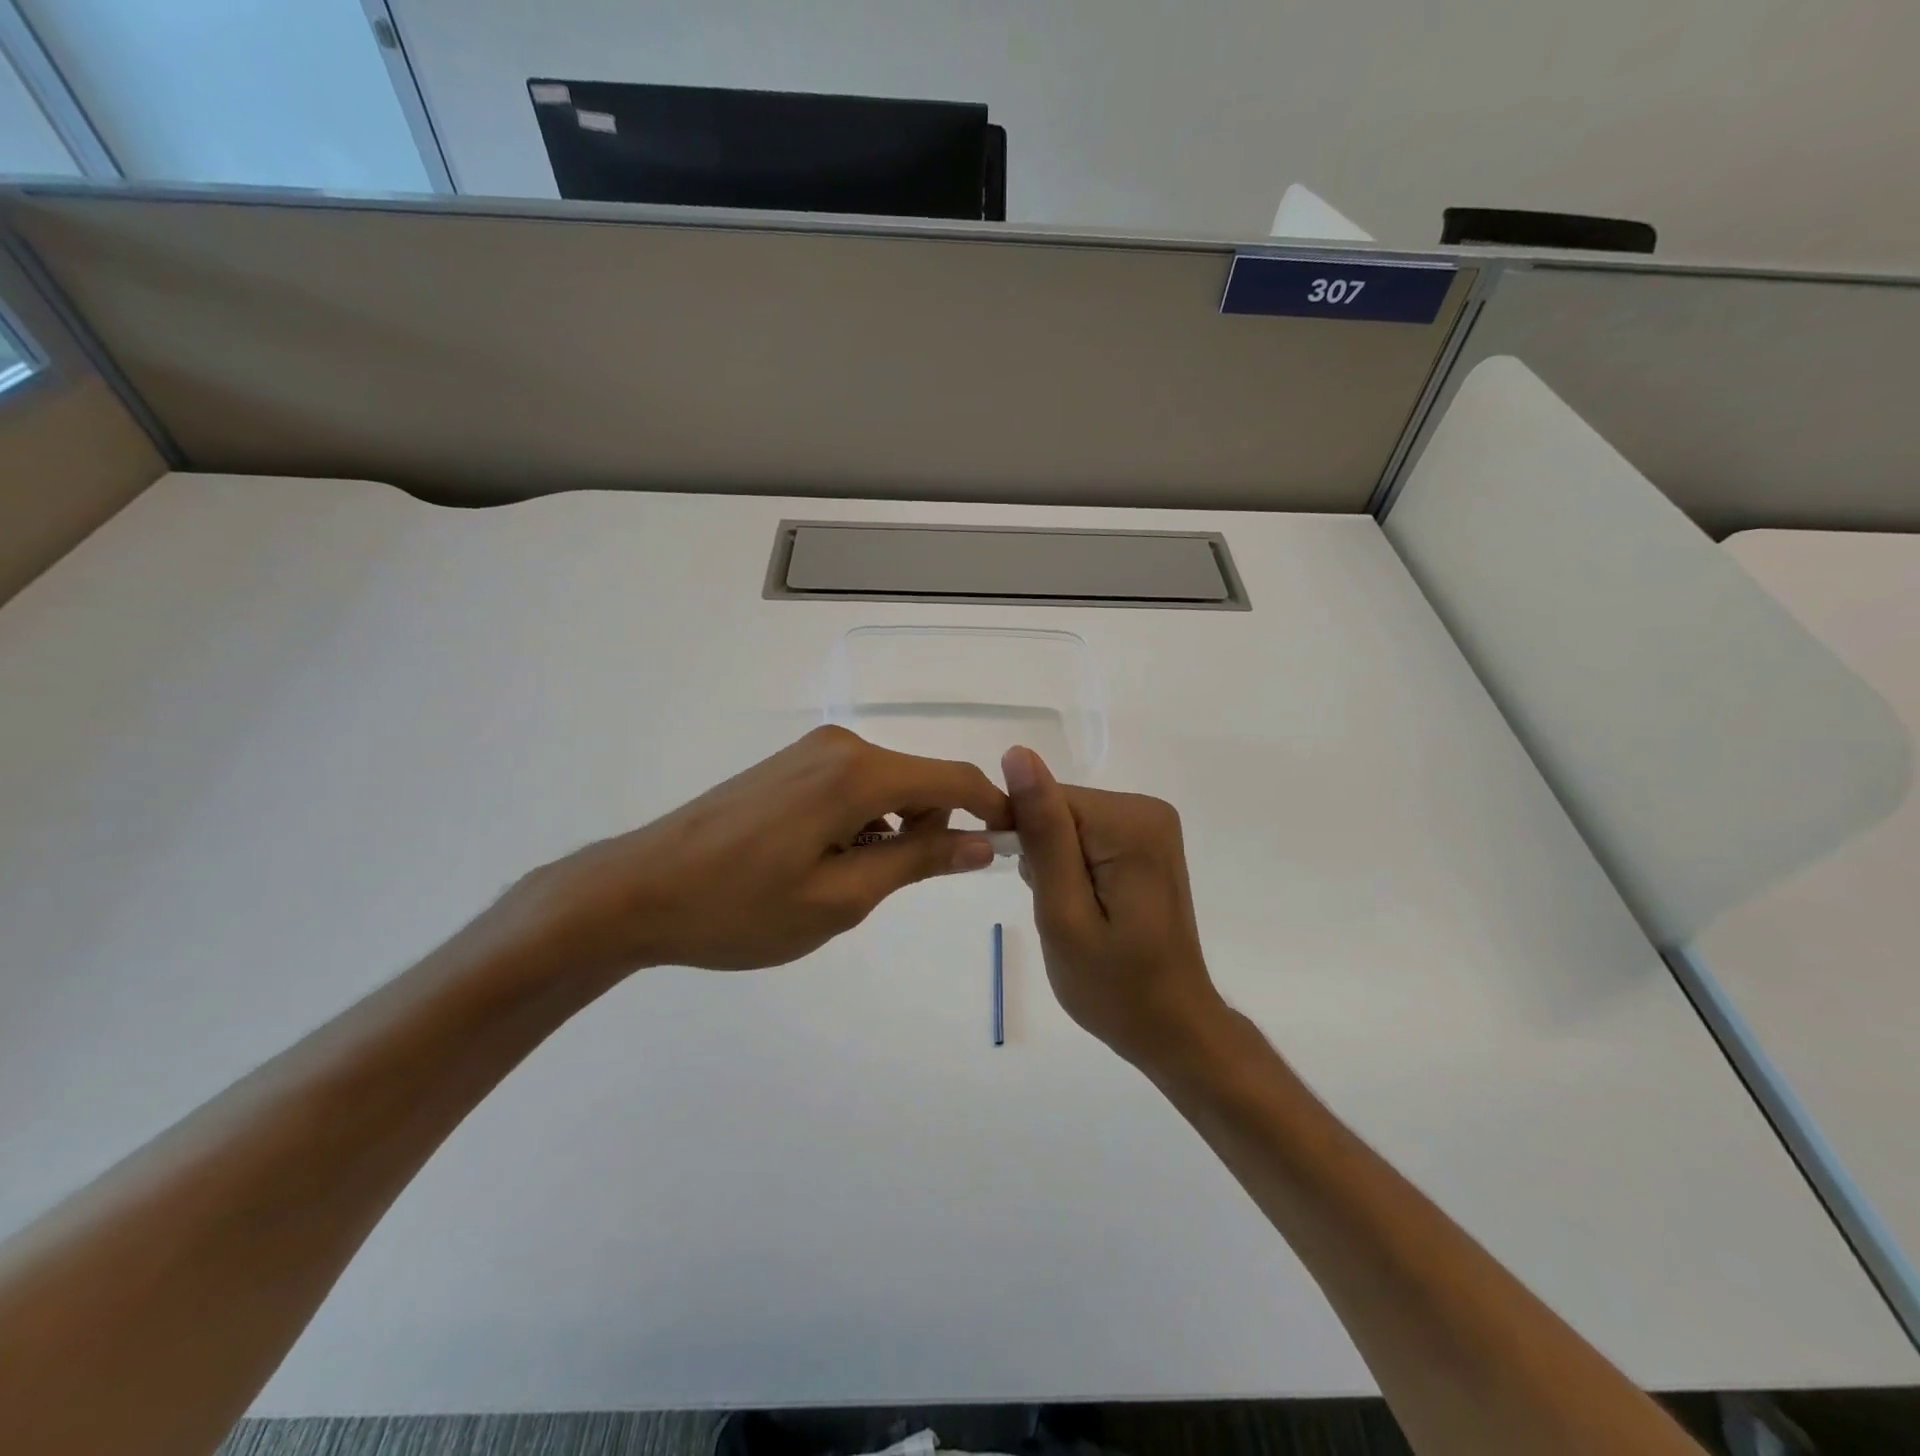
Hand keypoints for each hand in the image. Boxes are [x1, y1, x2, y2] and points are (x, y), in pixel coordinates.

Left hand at [504, 726, 1010, 975]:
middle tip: (899, 887)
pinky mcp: (790, 766)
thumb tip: (982, 842)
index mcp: (858, 772)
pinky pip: (855, 786)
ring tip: (851, 882)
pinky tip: (827, 860)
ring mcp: (811, 753)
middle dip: (933, 827)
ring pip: (889, 785)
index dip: (993, 810)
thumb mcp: (840, 898)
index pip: (954, 780)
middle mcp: (841, 746)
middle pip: (922, 780)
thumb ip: (917, 861)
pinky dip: (865, 821)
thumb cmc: (740, 907)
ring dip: (895, 829)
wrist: (636, 890)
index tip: (1014, 846)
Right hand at [1003, 745, 1226, 1068]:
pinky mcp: (1146, 843)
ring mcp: (1151, 825)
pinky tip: (1086, 905)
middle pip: (1060, 808)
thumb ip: (1043, 832)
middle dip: (1043, 855)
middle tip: (1057, 910)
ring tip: (1074, 914)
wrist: (1172, 1027)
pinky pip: (1086, 836)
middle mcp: (1147, 810)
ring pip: (1068, 823)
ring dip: (1056, 864)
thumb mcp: (1064, 912)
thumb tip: (1017, 755)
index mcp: (1130, 823)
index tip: (1029, 885)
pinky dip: (1073, 868)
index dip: (1023, 838)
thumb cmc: (1113, 985)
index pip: (1046, 798)